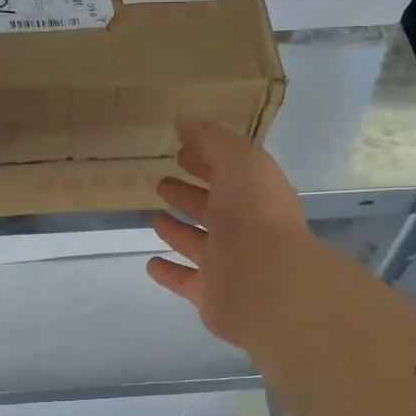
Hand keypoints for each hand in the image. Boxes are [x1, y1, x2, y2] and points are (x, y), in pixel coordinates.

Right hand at [146, 117, 313, 348]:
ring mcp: (227, 263)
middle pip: (211, 207)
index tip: (179, 151)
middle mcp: (242, 228)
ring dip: (177, 231)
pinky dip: (169, 272)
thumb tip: (185, 120)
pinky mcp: (211, 294)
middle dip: (188, 194)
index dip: (204, 159)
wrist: (264, 280)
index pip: (227, 172)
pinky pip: (185, 280)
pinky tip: (151, 264)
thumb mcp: (237, 159)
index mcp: (253, 193)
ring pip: (197, 243)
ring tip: (154, 219)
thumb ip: (211, 139)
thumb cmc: (253, 212)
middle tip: (162, 183)